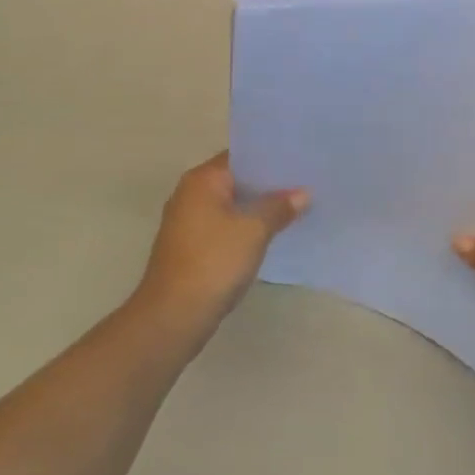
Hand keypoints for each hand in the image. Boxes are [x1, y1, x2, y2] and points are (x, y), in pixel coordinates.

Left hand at [135, 152, 307, 340]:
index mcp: (202, 180)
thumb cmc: (213, 262)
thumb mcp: (254, 231)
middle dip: (265, 185)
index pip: (240, 156)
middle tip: (301, 185)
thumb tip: (302, 194)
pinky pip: (222, 227)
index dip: (269, 159)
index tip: (297, 162)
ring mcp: (186, 222)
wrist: (172, 318)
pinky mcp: (188, 248)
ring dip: (254, 209)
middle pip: (234, 180)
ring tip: (291, 208)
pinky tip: (267, 236)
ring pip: (229, 205)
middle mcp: (189, 194)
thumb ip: (278, 208)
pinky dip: (242, 228)